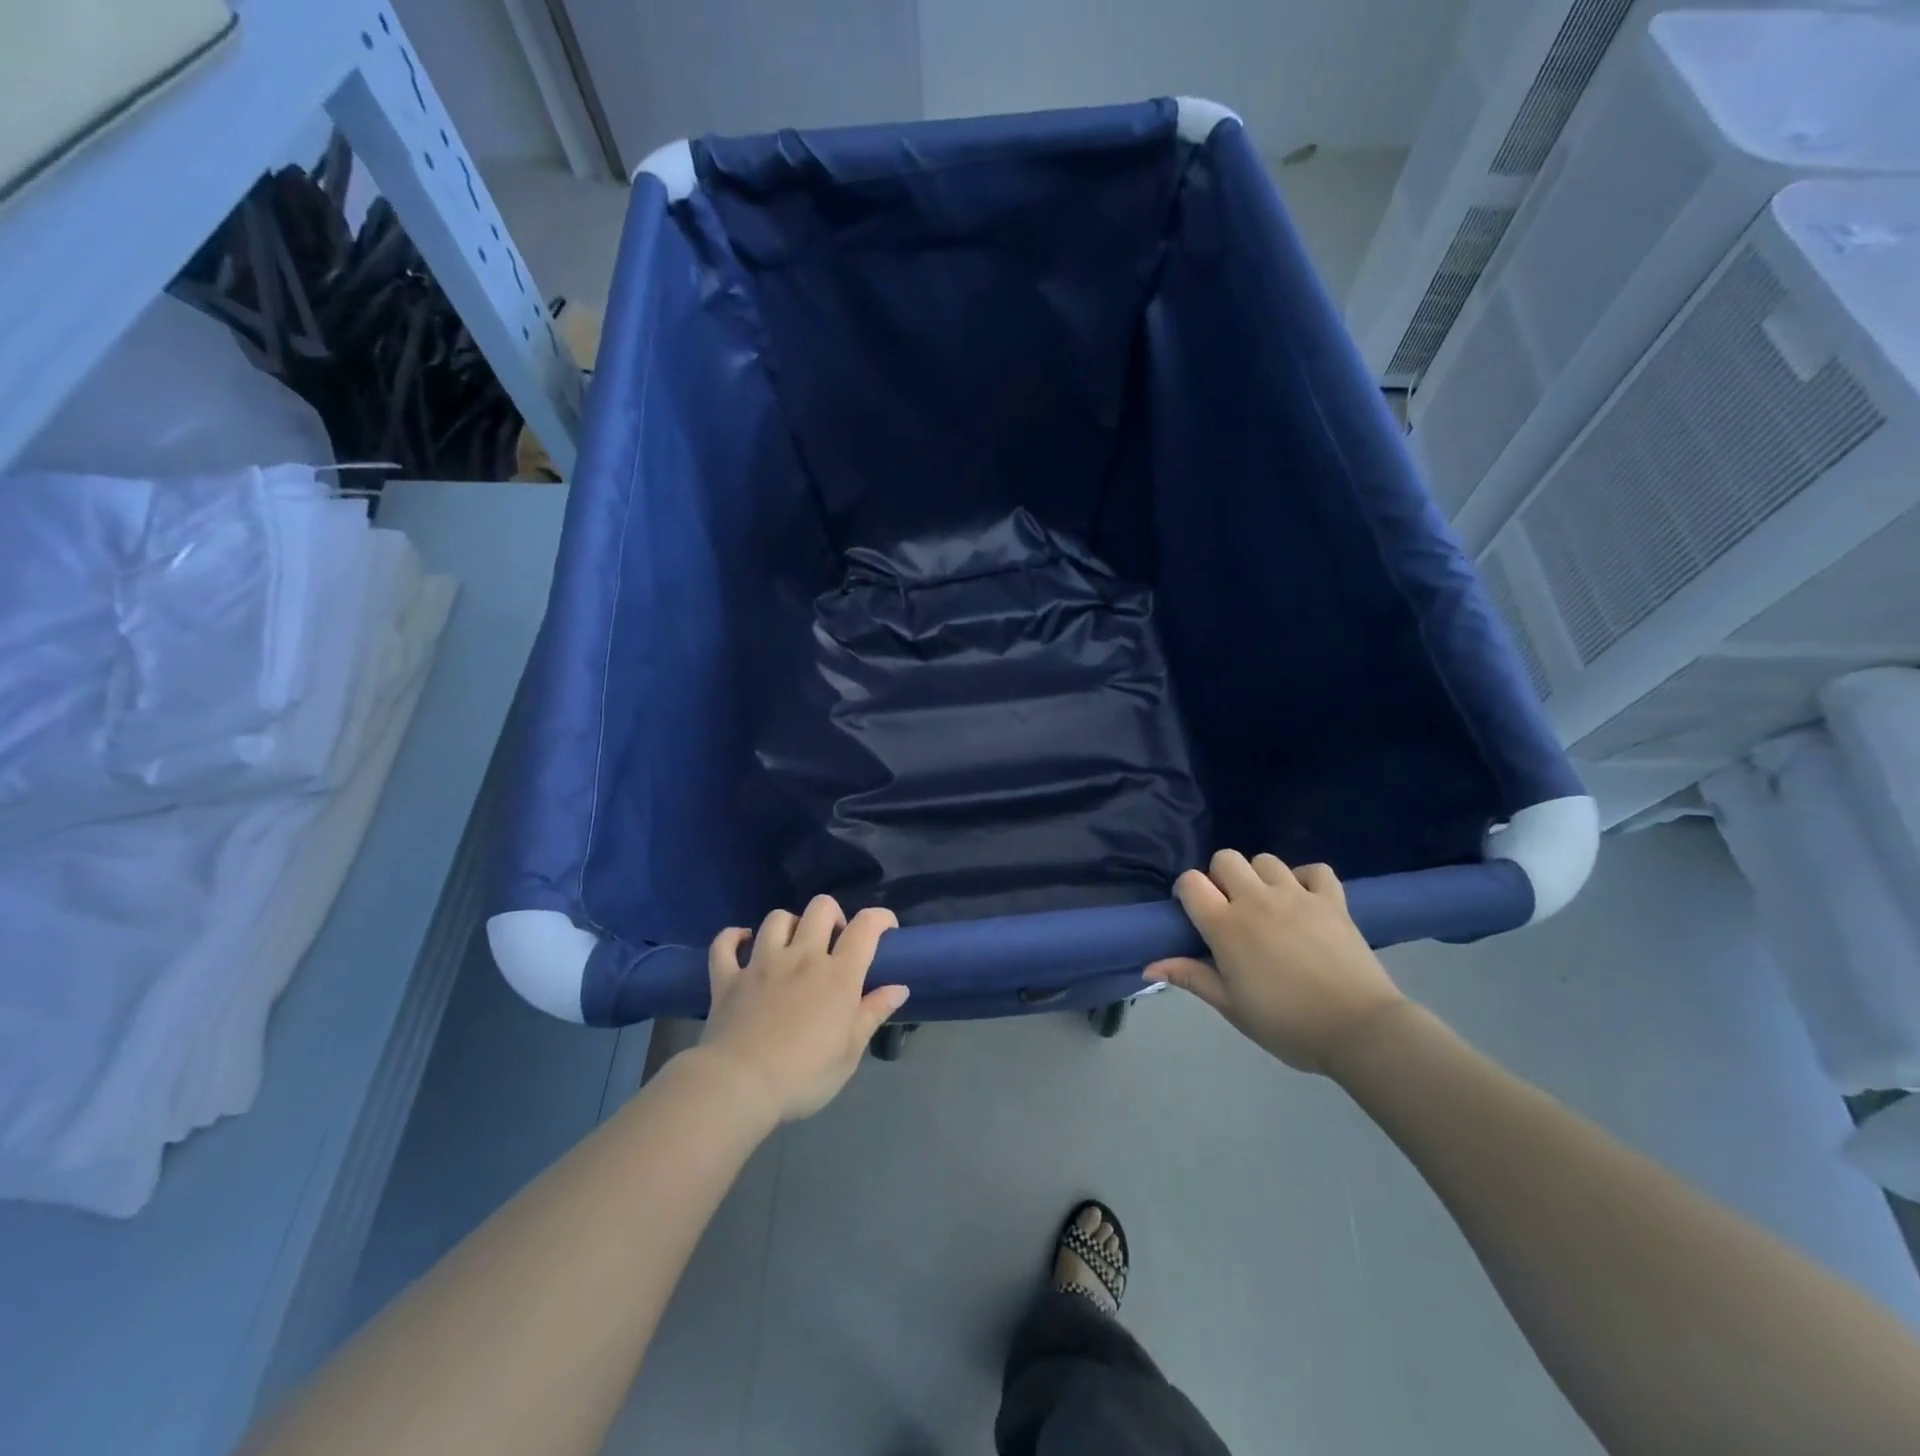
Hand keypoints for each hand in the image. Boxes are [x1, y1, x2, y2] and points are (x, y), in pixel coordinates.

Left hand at [695, 896, 908, 1123]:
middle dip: (833, 916)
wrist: (739, 1086)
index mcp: (838, 974)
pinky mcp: (727, 977)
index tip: (886, 928)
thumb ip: (873, 1013)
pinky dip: (733, 937)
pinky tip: (743, 943)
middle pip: (821, 908)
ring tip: (792, 946)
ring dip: (789, 925)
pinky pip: (725, 943)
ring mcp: (761, 963)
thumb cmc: (804, 1075)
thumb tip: (899, 987)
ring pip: (777, 918)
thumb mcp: (850, 1053)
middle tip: (834, 942)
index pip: (866, 926)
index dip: (880, 918)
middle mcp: (802, 956)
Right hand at [1145, 850, 1405, 1073]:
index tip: (1194, 913)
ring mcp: (1297, 895)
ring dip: (1260, 877)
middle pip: (1225, 858)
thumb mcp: (1232, 1007)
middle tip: (1231, 911)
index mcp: (1226, 926)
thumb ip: (1191, 978)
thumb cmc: (1287, 1024)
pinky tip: (1304, 900)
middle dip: (1221, 878)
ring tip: (1268, 906)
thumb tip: (1148, 967)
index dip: (1186, 892)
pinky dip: (1306, 878)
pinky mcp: (1332, 900)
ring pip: (1266, 860)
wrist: (1360, 1030)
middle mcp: (1257, 900)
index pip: (1190, 882)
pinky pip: (1315, 869)